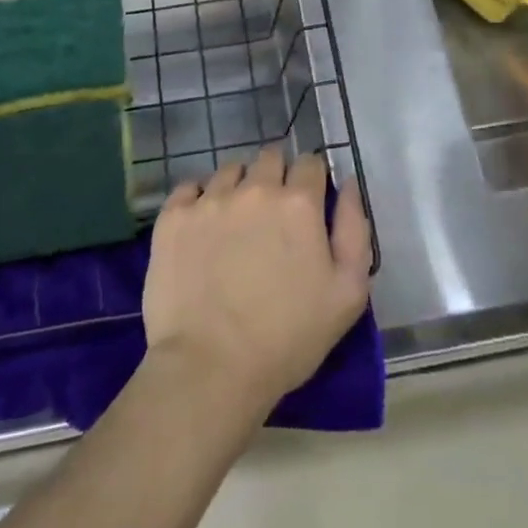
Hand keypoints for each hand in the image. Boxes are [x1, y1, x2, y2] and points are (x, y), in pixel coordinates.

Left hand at [142, 146, 372, 419]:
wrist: (209, 369)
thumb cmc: (288, 338)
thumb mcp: (348, 292)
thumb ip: (354, 229)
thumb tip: (347, 185)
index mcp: (299, 203)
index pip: (310, 163)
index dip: (312, 179)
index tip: (308, 203)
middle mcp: (255, 188)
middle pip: (270, 158)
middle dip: (277, 176)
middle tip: (273, 214)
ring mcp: (210, 199)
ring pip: (231, 170)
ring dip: (239, 186)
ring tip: (236, 222)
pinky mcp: (173, 217)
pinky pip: (190, 187)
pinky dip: (200, 199)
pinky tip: (203, 227)